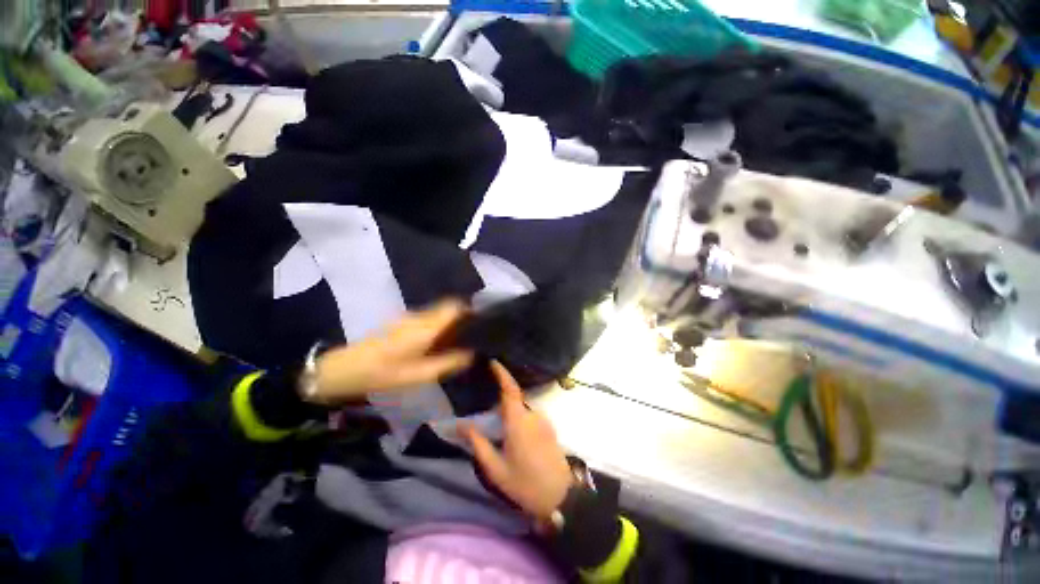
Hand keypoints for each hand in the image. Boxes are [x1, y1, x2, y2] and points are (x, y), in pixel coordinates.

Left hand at [309, 300, 473, 404]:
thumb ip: (447, 363)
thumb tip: (472, 354)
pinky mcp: (401, 322)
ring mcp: (408, 317)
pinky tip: (439, 342)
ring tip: (459, 340)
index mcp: (425, 327)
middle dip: (463, 317)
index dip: (470, 311)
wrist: (342, 369)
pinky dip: (439, 325)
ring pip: (438, 312)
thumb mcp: (417, 375)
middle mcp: (419, 316)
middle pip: (448, 307)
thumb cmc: (381, 374)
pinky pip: (428, 318)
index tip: (481, 324)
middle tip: (473, 335)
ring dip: (451, 321)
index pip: (454, 307)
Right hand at [461, 361, 573, 520]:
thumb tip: (460, 426)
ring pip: (522, 409)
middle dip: (501, 402)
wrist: (561, 497)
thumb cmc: (525, 483)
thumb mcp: (496, 469)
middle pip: (514, 399)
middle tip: (487, 416)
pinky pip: (530, 416)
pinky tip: (516, 439)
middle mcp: (533, 415)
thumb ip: (478, 444)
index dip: (502, 373)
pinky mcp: (549, 427)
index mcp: (519, 421)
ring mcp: (544, 420)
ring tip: (501, 432)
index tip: (493, 361)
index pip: (510, 389)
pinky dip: (520, 419)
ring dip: (511, 414)